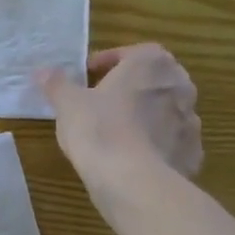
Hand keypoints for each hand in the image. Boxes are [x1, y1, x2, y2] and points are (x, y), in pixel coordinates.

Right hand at [38, 44, 203, 181]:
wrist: (131, 180)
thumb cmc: (98, 128)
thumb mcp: (67, 103)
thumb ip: (56, 84)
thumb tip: (42, 72)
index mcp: (151, 64)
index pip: (131, 53)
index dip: (108, 62)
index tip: (88, 75)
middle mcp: (180, 86)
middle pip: (154, 80)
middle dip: (132, 87)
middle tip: (104, 102)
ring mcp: (192, 121)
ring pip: (166, 111)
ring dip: (147, 116)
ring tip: (119, 132)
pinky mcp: (192, 153)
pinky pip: (172, 142)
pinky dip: (157, 145)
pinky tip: (136, 158)